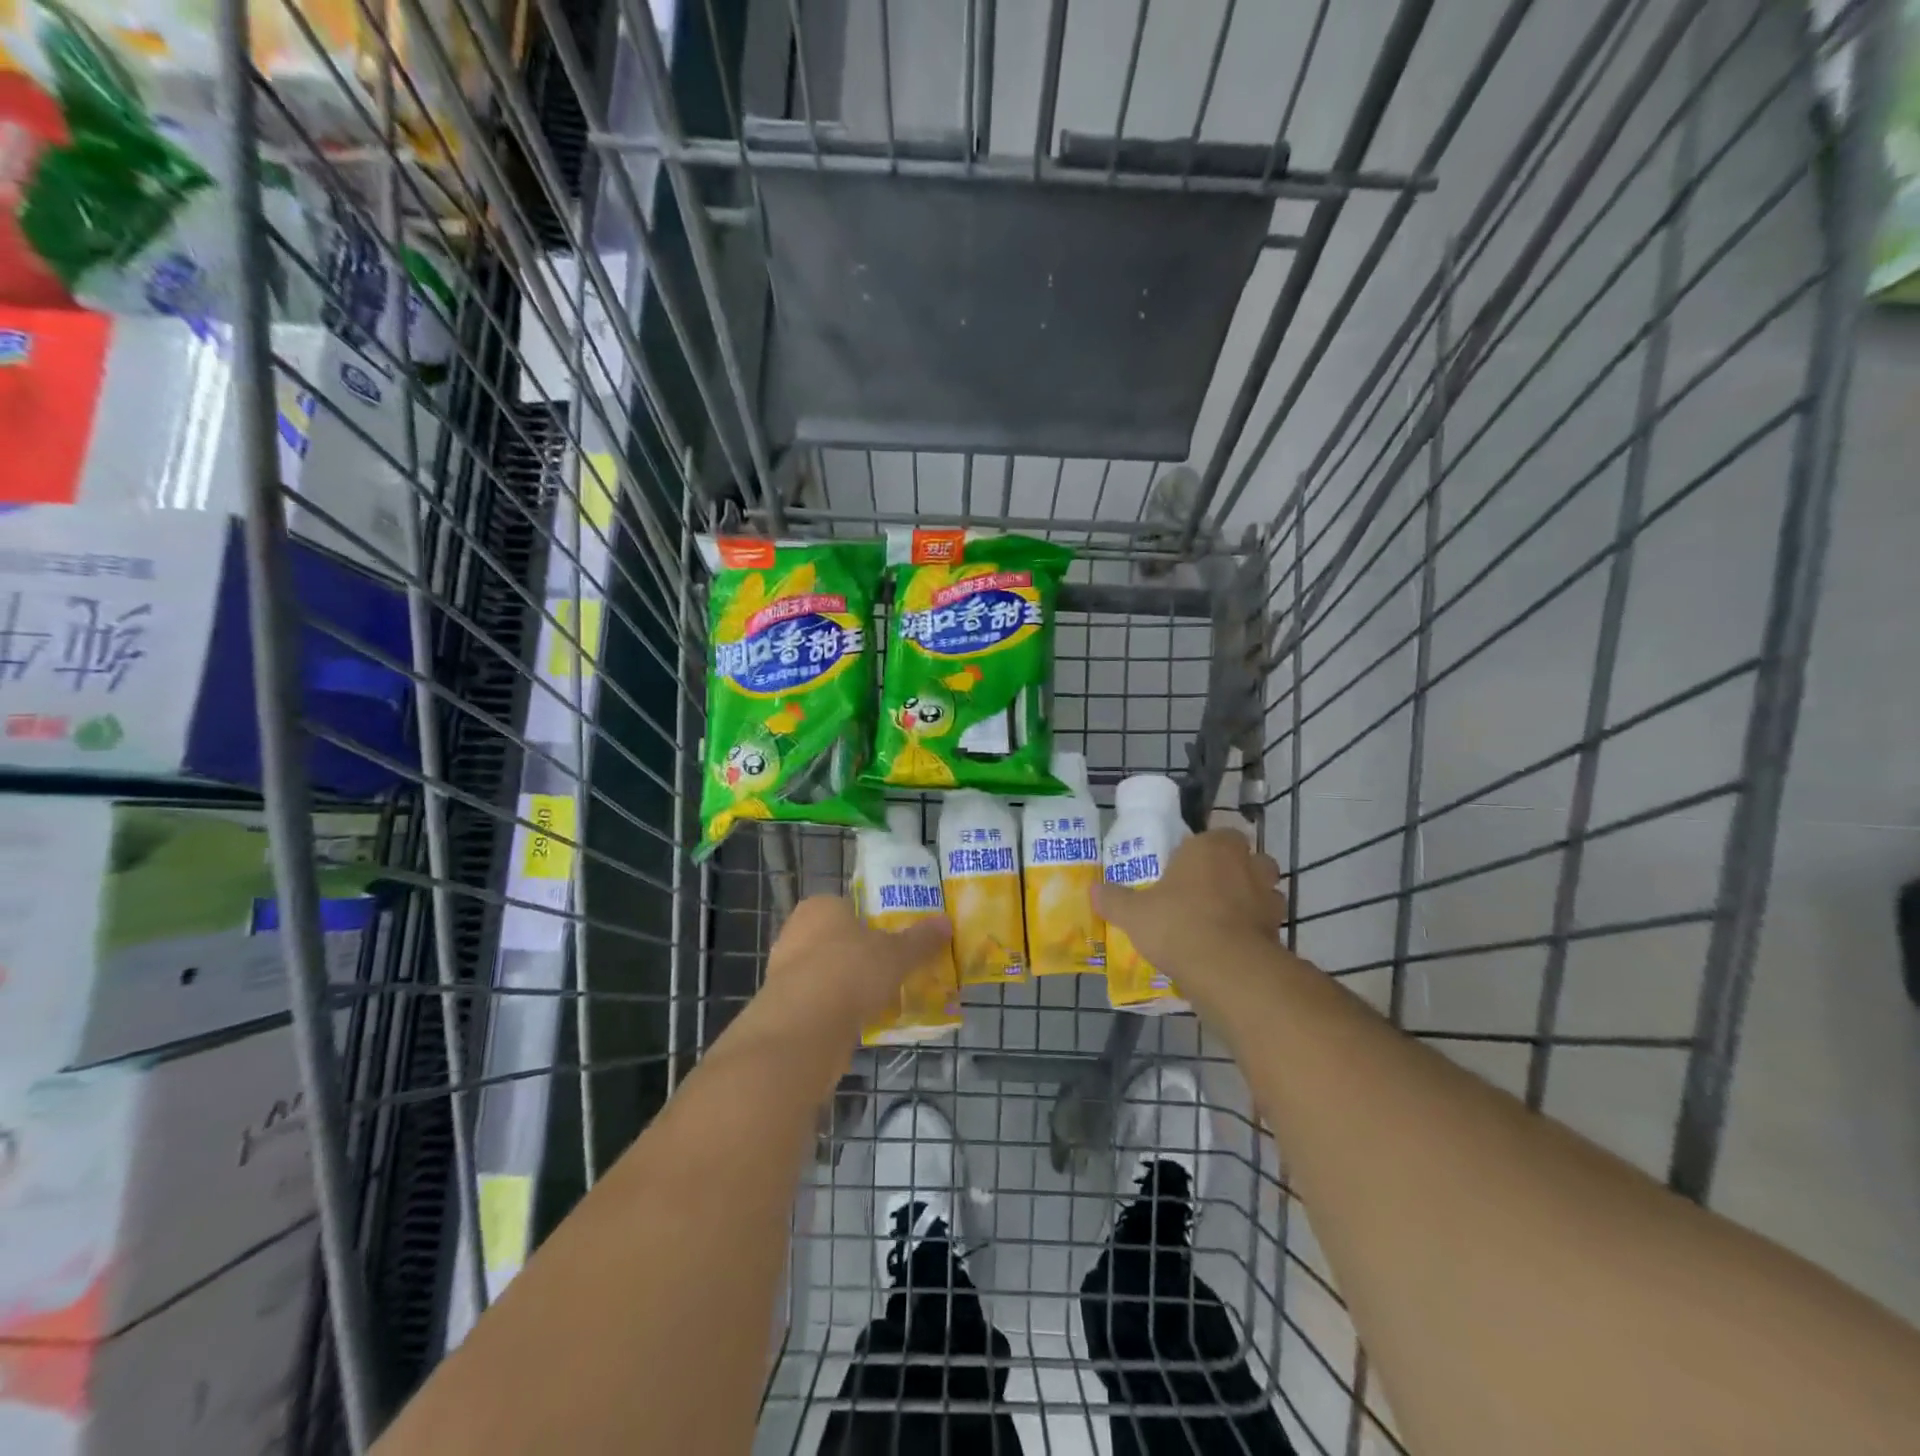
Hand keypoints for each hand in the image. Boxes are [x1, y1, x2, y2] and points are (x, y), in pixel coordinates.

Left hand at [759, 895, 952, 1030]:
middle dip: (863, 955)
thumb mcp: (897, 954)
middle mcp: (796, 931)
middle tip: (894, 970)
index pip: (850, 906)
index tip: (895, 941)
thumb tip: (946, 922)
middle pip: (839, 940)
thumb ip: (921, 939)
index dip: (873, 923)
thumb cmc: (851, 972)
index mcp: (821, 906)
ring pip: (828, 972)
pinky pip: (819, 1001)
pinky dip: (837, 1010)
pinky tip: (860, 1022)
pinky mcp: (782, 1006)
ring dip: (850, 985)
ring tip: (883, 999)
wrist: (804, 1028)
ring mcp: (784, 970)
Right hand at [1095, 829, 1286, 981]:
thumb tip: (1093, 890)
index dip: (1204, 850)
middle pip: (1246, 859)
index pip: (1217, 835)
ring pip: (1263, 890)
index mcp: (1212, 847)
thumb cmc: (1177, 923)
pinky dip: (1255, 930)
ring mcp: (1268, 897)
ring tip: (1222, 919)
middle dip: (1233, 871)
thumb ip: (1114, 899)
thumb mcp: (1133, 913)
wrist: (1226, 969)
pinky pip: (1266, 923)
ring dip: (1249, 900)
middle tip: (1207, 890)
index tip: (1186, 868)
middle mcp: (1246, 864)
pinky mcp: (1279, 930)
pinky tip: (1232, 945)